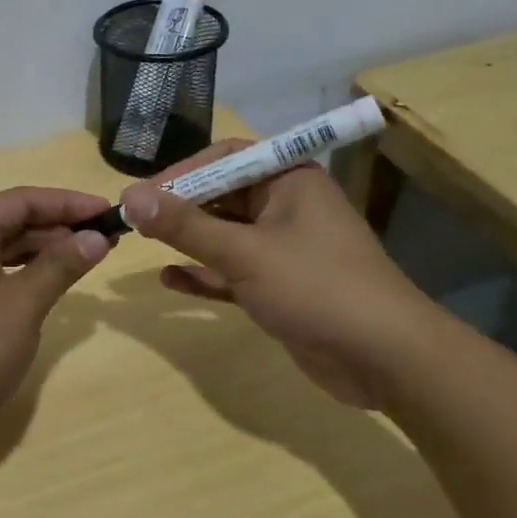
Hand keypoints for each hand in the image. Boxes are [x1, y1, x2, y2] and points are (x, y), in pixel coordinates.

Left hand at [0, 187, 112, 455]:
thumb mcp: (22, 304)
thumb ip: (61, 265)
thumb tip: (97, 237)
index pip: (23, 200)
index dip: (69, 203)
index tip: (108, 211)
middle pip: (11, 221)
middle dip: (58, 227)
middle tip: (105, 238)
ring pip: (2, 249)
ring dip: (43, 251)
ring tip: (87, 258)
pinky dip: (22, 274)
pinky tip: (50, 284)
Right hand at [121, 145, 444, 407]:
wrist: (387, 359)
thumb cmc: (316, 287)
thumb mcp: (244, 253)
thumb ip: (185, 226)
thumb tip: (130, 196)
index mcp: (288, 179)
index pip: (224, 158)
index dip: (180, 172)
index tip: (140, 195)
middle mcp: (285, 206)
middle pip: (221, 195)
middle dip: (179, 208)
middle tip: (133, 223)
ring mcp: (284, 248)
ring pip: (224, 235)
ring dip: (187, 241)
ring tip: (142, 245)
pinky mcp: (280, 286)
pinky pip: (232, 271)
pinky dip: (204, 274)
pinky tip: (170, 280)